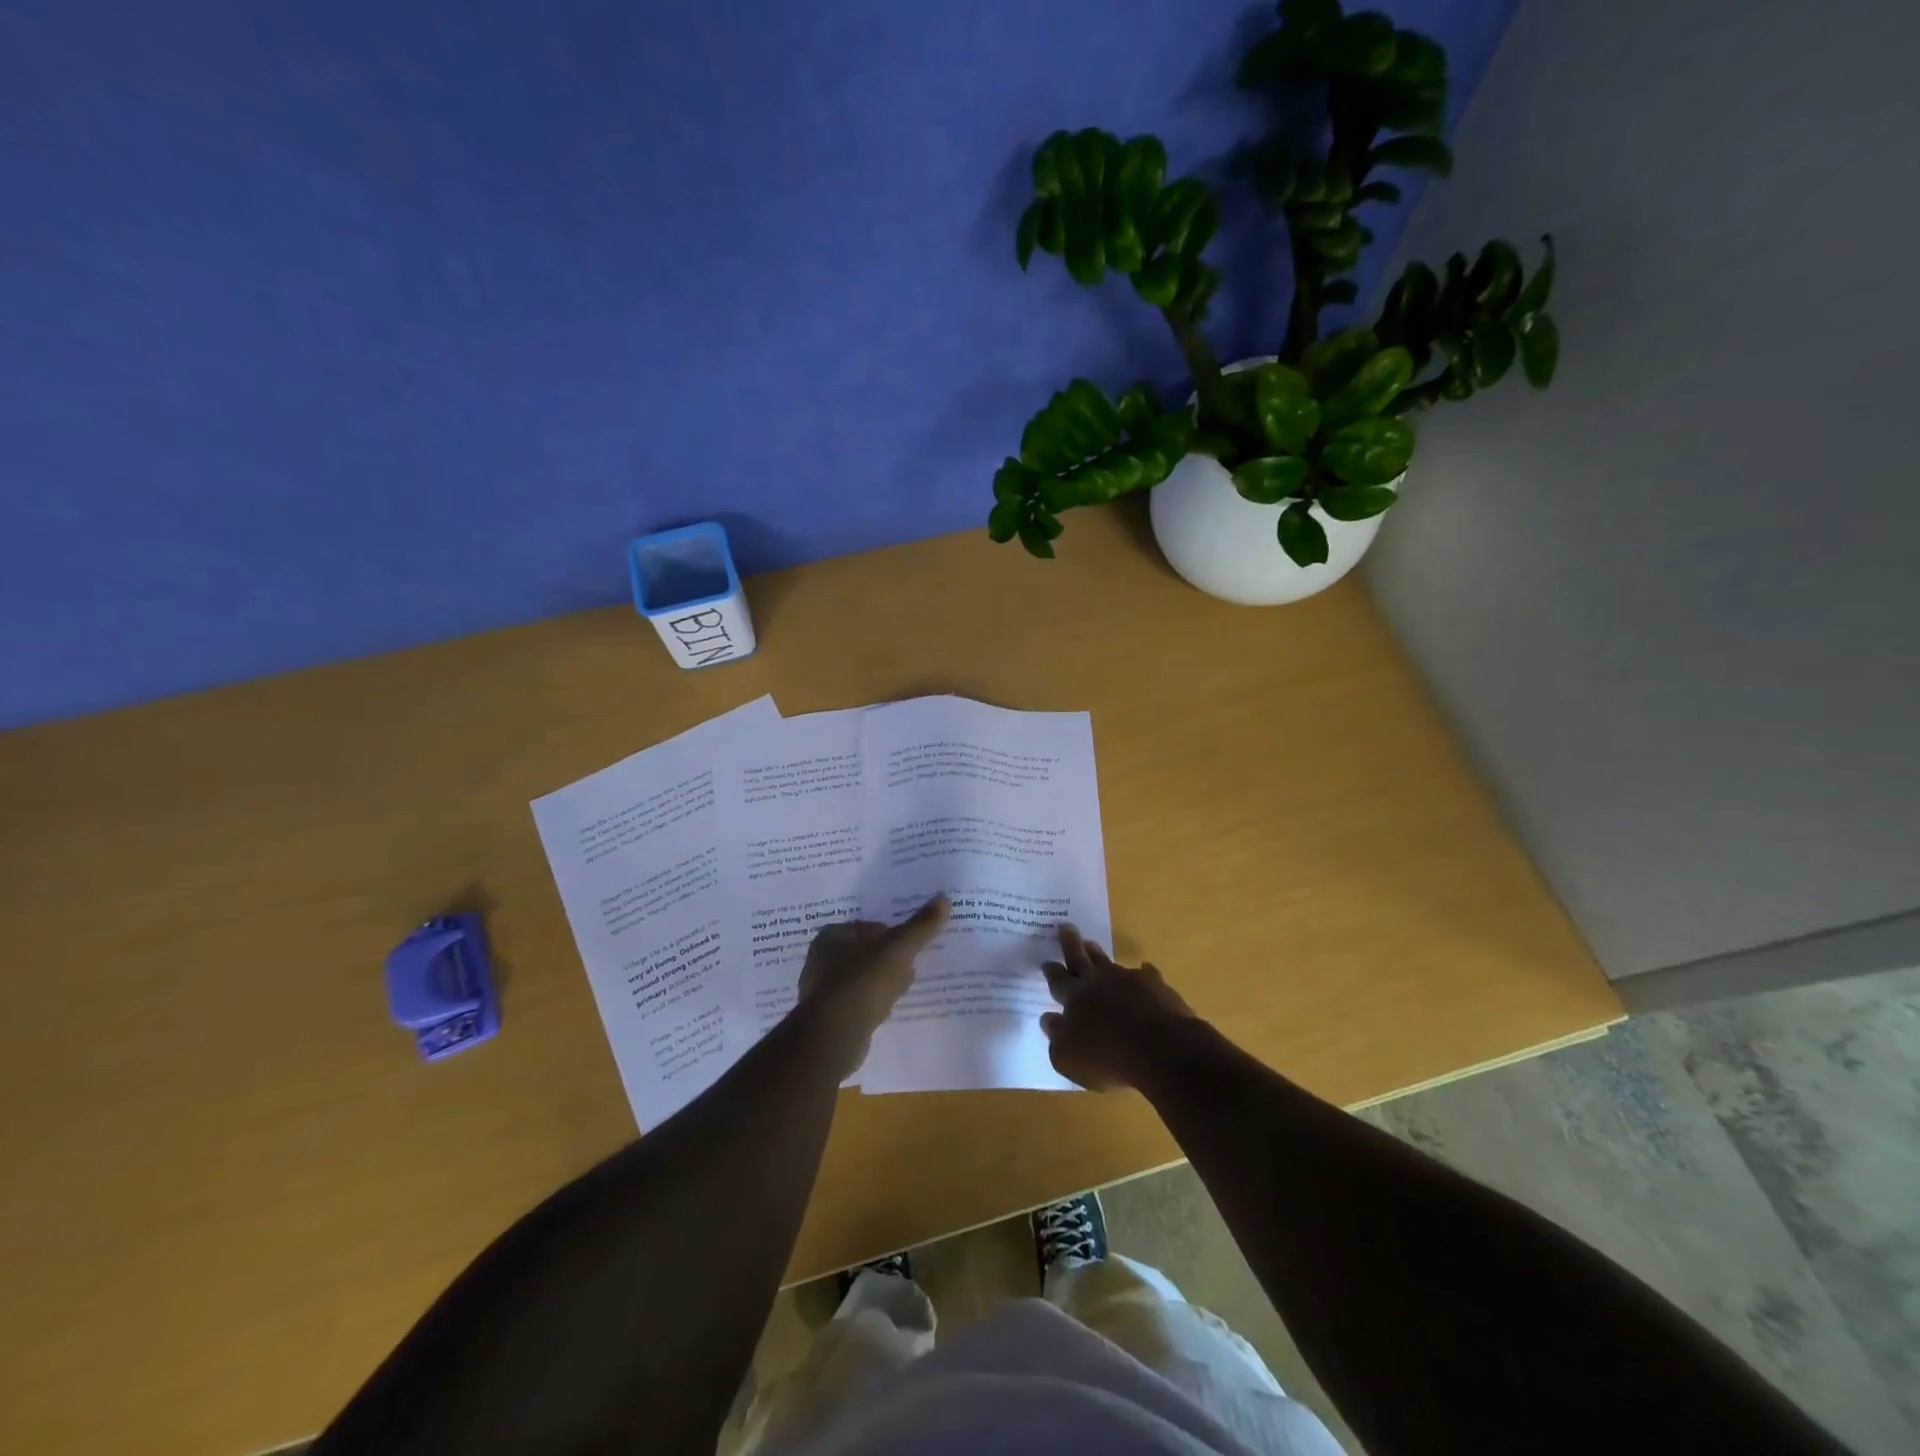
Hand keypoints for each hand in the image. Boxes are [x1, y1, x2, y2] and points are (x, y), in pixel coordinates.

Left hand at [796, 896, 949, 1069]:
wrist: (832, 1038)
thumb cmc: (862, 983)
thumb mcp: (898, 951)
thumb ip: (921, 926)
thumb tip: (944, 900)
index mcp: (832, 935)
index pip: (871, 927)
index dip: (894, 936)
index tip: (912, 949)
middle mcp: (821, 958)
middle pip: (867, 953)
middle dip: (890, 960)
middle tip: (911, 969)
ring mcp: (822, 989)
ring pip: (863, 978)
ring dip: (883, 982)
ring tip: (902, 990)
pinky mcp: (827, 1016)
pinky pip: (857, 1001)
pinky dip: (872, 1003)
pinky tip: (886, 1011)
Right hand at [1041, 925, 1197, 1089]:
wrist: (1162, 1050)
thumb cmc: (1108, 1058)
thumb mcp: (1069, 1059)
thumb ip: (1056, 1038)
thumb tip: (1048, 1018)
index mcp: (1075, 997)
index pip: (1058, 980)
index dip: (1051, 971)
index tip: (1046, 960)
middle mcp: (1099, 982)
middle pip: (1080, 958)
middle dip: (1070, 942)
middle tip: (1064, 925)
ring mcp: (1128, 980)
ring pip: (1108, 962)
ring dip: (1097, 954)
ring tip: (1091, 944)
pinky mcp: (1155, 986)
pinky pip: (1146, 974)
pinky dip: (1143, 972)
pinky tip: (1145, 969)